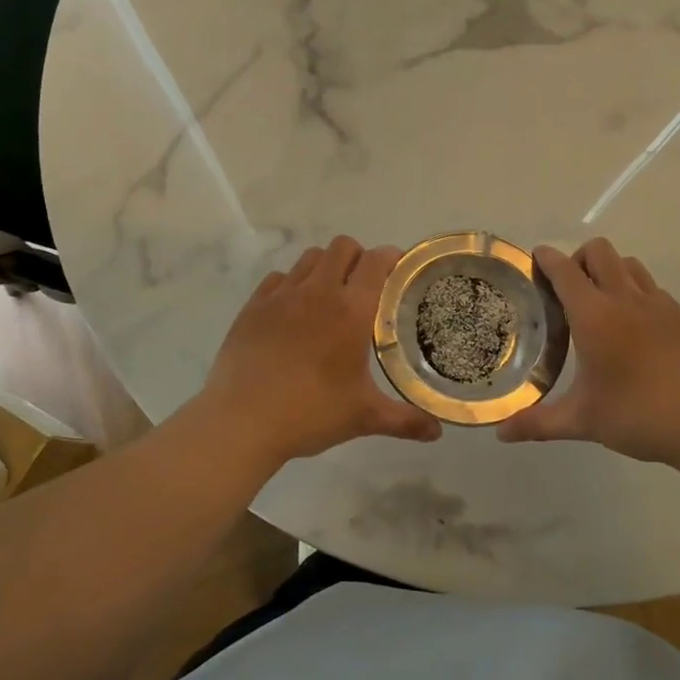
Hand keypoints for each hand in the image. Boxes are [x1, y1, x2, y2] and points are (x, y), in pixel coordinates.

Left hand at [200, 236, 443, 464]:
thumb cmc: (310, 413)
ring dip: (325, 266)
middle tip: (364, 285)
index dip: (391, 257)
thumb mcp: (363, 417)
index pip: (376, 261)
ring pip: (310, 257)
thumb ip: (404, 420)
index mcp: (350, 310)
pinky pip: (278, 278)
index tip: (398, 269)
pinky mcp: (253, 305)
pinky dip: (292, 284)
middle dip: (358, 257)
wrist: (242, 421)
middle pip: (342, 247)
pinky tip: (293, 311)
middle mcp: (318, 291)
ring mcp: (281, 295)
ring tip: (329, 295)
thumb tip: (437, 432)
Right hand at [497, 239, 679, 468]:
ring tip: (599, 303)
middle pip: (598, 250)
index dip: (545, 258)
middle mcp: (625, 298)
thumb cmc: (640, 416)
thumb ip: (538, 423)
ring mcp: (658, 304)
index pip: (564, 269)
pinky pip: (650, 286)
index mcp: (594, 315)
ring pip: (628, 263)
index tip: (533, 260)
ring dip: (608, 270)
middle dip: (577, 258)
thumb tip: (501, 433)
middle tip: (567, 290)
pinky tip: (632, 325)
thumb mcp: (583, 421)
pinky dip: (633, 290)